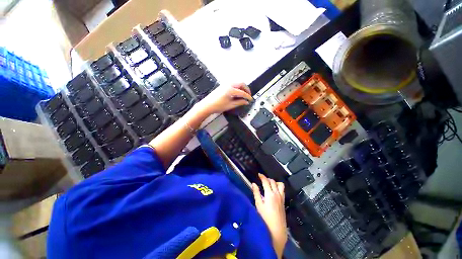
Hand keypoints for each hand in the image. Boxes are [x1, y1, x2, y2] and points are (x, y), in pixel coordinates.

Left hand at [195, 83, 252, 115]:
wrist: (207, 105)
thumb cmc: (217, 106)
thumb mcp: (230, 105)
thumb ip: (239, 102)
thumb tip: (246, 102)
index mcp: (231, 90)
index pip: (242, 92)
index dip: (248, 96)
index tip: (250, 99)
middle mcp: (229, 84)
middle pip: (241, 84)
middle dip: (246, 89)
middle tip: (248, 95)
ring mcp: (225, 84)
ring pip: (237, 83)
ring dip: (242, 87)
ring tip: (244, 94)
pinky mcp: (223, 85)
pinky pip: (233, 84)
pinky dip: (237, 87)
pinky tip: (237, 92)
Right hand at [252, 174, 286, 258]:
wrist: (277, 230)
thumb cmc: (265, 218)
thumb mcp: (258, 205)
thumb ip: (256, 193)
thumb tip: (253, 184)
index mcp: (270, 194)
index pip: (266, 181)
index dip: (262, 176)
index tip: (259, 174)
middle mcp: (277, 194)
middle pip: (273, 182)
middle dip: (267, 178)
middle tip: (262, 179)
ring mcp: (281, 198)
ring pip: (280, 185)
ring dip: (275, 182)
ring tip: (269, 184)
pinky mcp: (284, 202)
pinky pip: (282, 190)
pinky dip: (278, 187)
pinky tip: (274, 191)